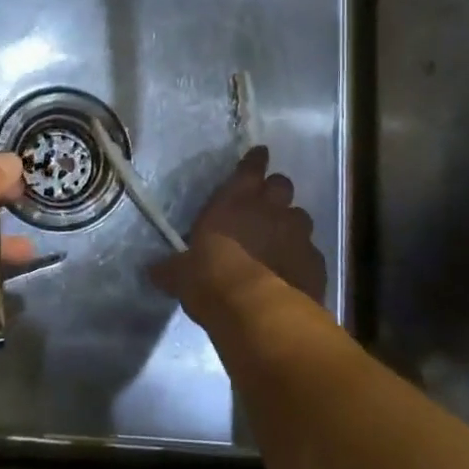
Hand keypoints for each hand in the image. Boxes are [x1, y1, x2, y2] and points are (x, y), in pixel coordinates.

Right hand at [152, 146, 327, 312]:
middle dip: (275, 192)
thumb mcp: (181, 275)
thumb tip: (152, 270)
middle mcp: (271, 209)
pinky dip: (302, 259)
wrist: (258, 313)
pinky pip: (311, 253)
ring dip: (290, 225)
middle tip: (266, 205)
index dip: (255, 160)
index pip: (250, 167)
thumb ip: (172, 268)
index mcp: (235, 200)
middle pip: (282, 185)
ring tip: (280, 242)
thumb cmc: (211, 280)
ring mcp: (298, 235)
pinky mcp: (316, 263)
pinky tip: (293, 273)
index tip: (259, 155)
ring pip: (301, 217)